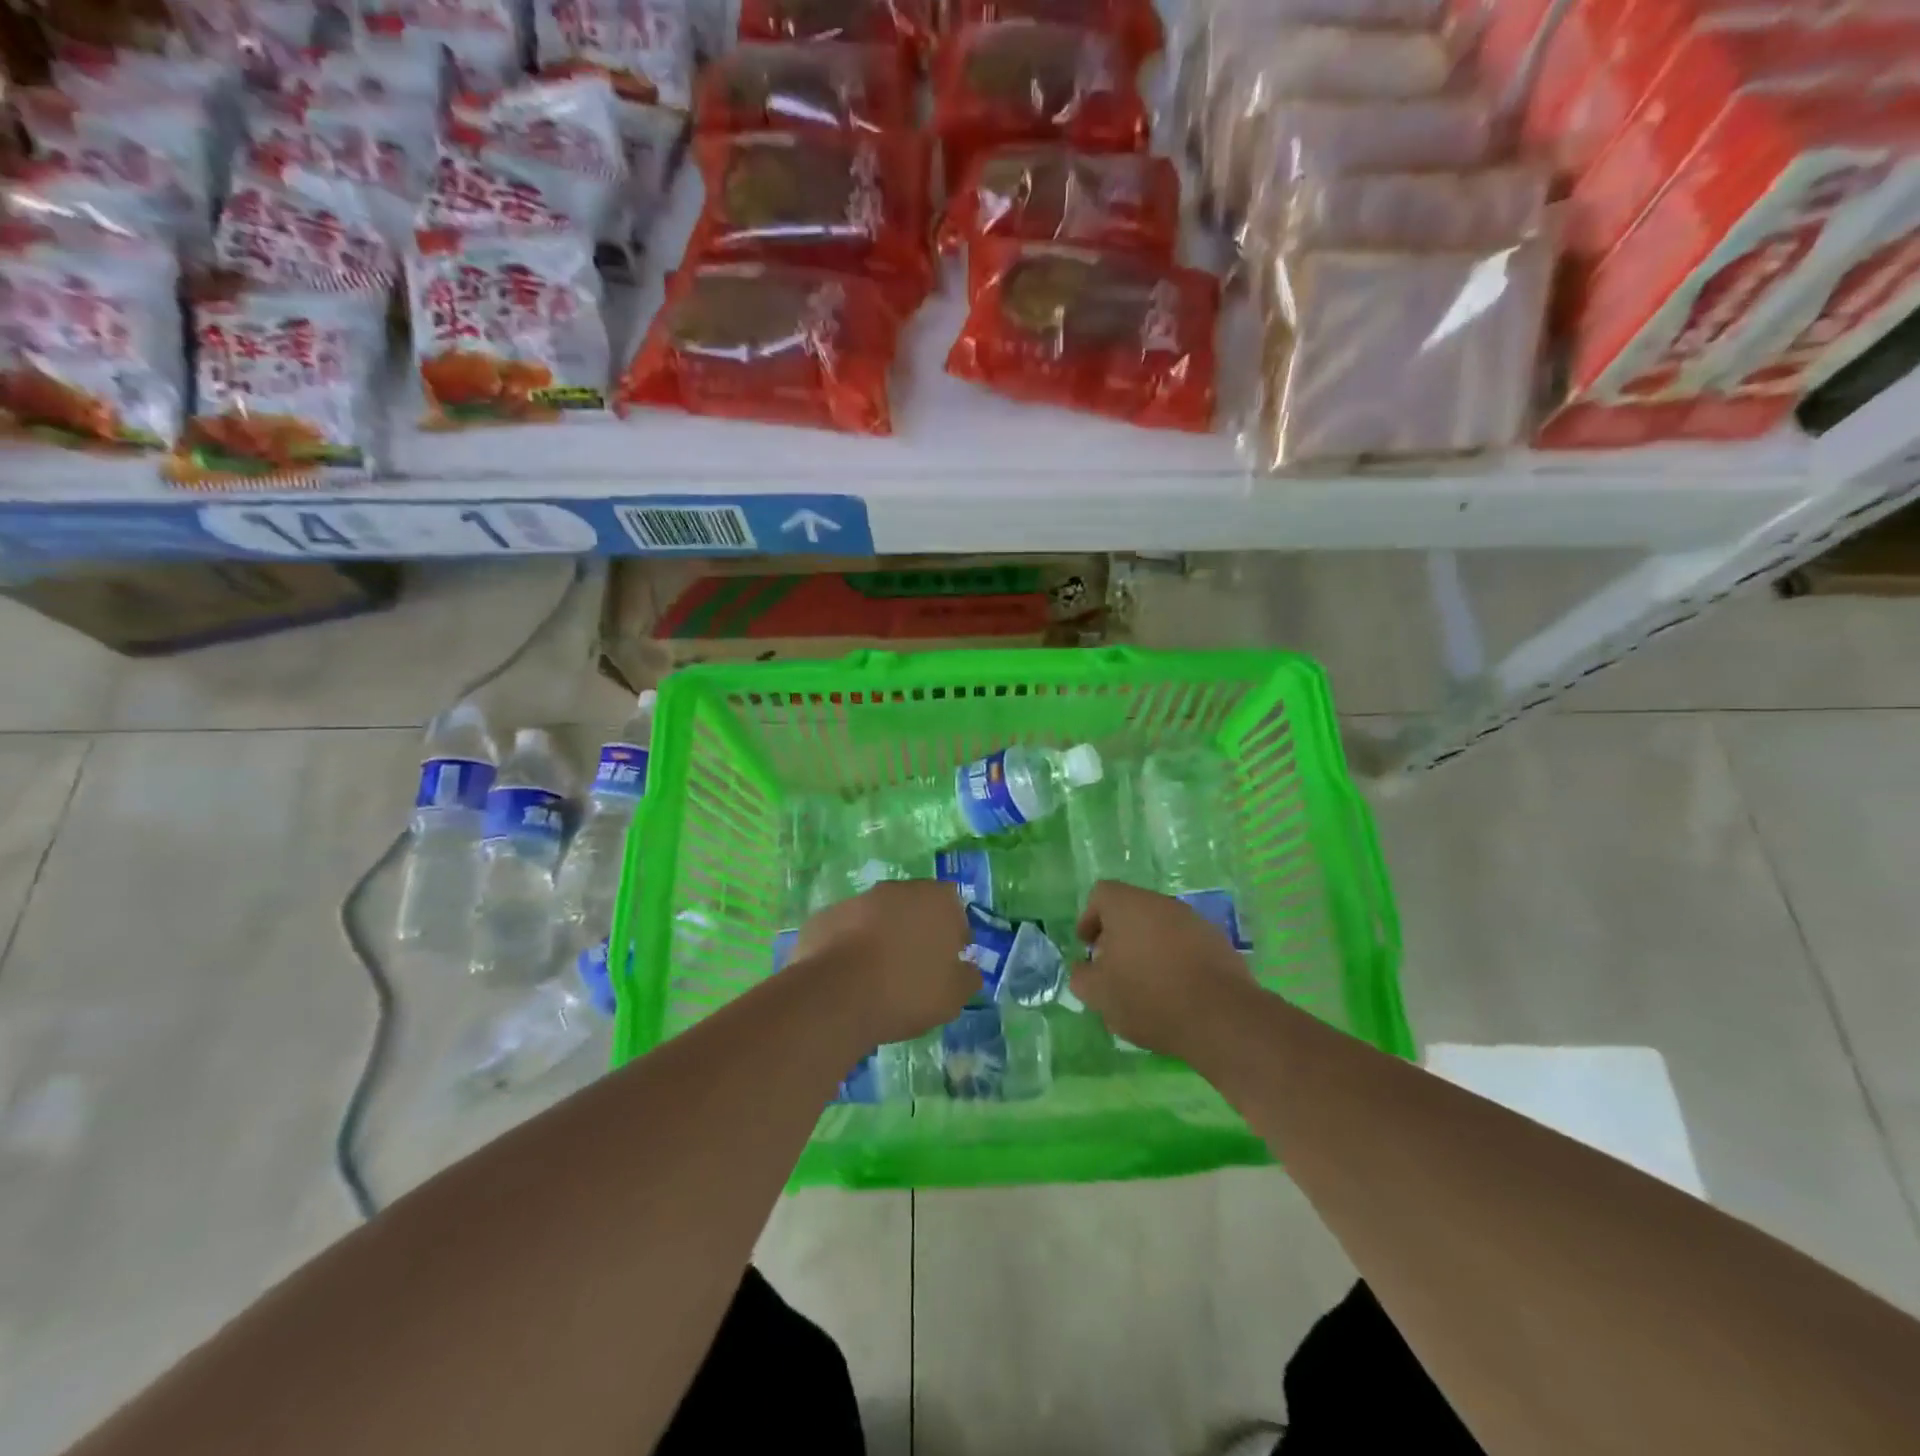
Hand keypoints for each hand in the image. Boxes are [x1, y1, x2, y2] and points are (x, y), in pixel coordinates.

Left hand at [791, 880, 976, 1046]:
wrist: (837, 996)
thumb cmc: (907, 991)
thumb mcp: (953, 996)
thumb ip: (967, 977)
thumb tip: (968, 969)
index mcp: (936, 900)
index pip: (954, 908)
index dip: (953, 935)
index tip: (947, 963)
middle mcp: (898, 889)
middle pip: (914, 907)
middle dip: (916, 931)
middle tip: (914, 969)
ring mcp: (857, 899)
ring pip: (878, 916)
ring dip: (881, 937)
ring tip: (878, 976)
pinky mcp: (826, 916)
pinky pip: (847, 930)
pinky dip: (850, 946)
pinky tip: (849, 977)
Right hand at [1072, 881, 1255, 1058]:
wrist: (1220, 1017)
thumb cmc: (1148, 997)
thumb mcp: (1099, 994)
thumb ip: (1082, 976)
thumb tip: (1084, 968)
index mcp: (1127, 905)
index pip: (1101, 894)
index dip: (1089, 919)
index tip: (1088, 947)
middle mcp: (1161, 903)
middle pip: (1132, 909)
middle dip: (1118, 935)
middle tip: (1112, 967)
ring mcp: (1194, 920)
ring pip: (1160, 926)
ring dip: (1147, 947)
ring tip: (1144, 983)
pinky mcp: (1218, 942)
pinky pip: (1185, 943)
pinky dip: (1174, 959)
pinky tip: (1174, 990)